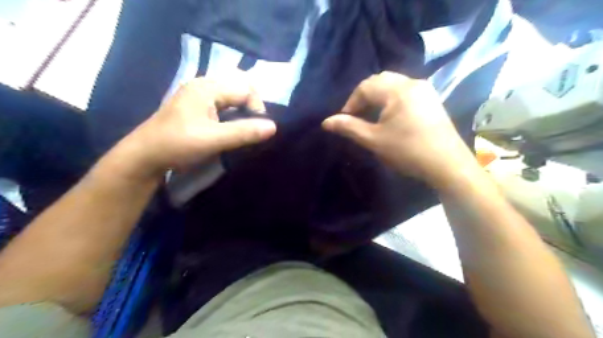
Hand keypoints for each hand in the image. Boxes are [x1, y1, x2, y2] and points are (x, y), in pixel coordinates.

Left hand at [123, 73, 277, 177]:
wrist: (144, 156)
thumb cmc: (177, 145)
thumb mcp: (213, 140)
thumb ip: (244, 132)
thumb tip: (273, 127)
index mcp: (207, 87)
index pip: (245, 89)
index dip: (256, 108)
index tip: (255, 130)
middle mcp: (203, 85)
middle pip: (239, 89)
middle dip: (250, 109)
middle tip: (251, 129)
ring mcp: (198, 95)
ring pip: (232, 97)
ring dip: (242, 112)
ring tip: (243, 130)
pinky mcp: (197, 106)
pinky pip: (223, 104)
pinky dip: (232, 115)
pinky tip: (230, 129)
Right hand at [322, 72, 477, 187]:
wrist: (447, 164)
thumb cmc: (408, 151)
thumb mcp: (374, 140)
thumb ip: (349, 127)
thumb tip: (326, 122)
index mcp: (397, 90)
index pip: (365, 87)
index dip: (351, 102)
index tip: (345, 120)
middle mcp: (412, 83)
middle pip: (380, 80)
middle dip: (364, 96)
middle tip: (357, 115)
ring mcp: (425, 90)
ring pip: (394, 84)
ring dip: (378, 97)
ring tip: (371, 116)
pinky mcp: (432, 100)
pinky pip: (406, 91)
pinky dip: (392, 99)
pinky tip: (391, 116)